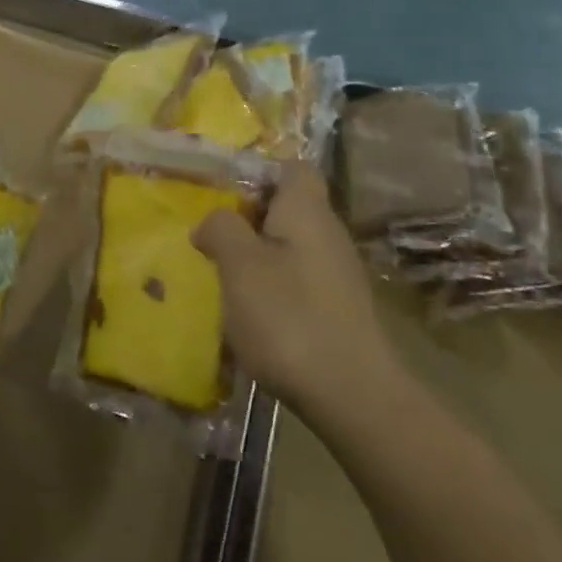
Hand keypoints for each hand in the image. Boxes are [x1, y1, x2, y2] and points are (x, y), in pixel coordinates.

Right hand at [192, 162, 396, 417]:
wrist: (351, 394)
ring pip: (290, 246)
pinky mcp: (338, 308)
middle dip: (248, 217)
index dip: (257, 171)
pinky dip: (273, 287)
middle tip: (210, 236)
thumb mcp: (240, 265)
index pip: (291, 167)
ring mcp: (337, 273)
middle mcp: (328, 233)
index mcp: (307, 210)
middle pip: (287, 207)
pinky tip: (250, 312)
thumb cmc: (289, 316)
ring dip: (257, 255)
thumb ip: (222, 229)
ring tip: (221, 275)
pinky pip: (298, 280)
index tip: (221, 192)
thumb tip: (213, 221)